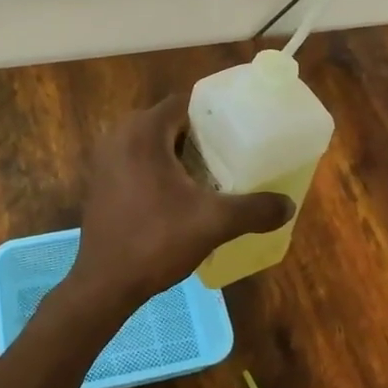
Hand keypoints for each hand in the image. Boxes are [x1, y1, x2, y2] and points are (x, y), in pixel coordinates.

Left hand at [63, 89, 292, 322]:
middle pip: (167, 121)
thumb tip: (288, 205)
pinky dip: (156, 167)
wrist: (105, 283)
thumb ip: (254, 209)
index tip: (237, 129)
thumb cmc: (157, 241)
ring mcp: (104, 158)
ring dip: (177, 153)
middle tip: (228, 153)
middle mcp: (119, 135)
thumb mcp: (213, 223)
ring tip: (208, 173)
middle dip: (197, 135)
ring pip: (150, 142)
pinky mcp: (99, 180)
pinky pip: (135, 159)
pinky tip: (178, 194)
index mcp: (143, 132)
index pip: (184, 103)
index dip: (211, 113)